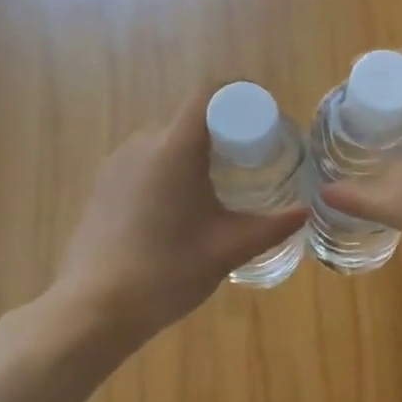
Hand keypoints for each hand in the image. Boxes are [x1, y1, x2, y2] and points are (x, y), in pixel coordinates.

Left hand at [55, 89, 307, 342]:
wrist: (95, 308)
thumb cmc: (168, 273)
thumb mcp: (229, 249)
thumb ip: (272, 227)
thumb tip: (305, 211)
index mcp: (175, 149)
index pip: (209, 93)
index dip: (240, 96)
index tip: (264, 121)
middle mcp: (142, 143)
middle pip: (189, 117)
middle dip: (223, 130)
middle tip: (252, 162)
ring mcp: (116, 163)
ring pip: (165, 139)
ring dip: (194, 152)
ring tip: (218, 188)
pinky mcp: (102, 184)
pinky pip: (144, 160)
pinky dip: (169, 169)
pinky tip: (180, 209)